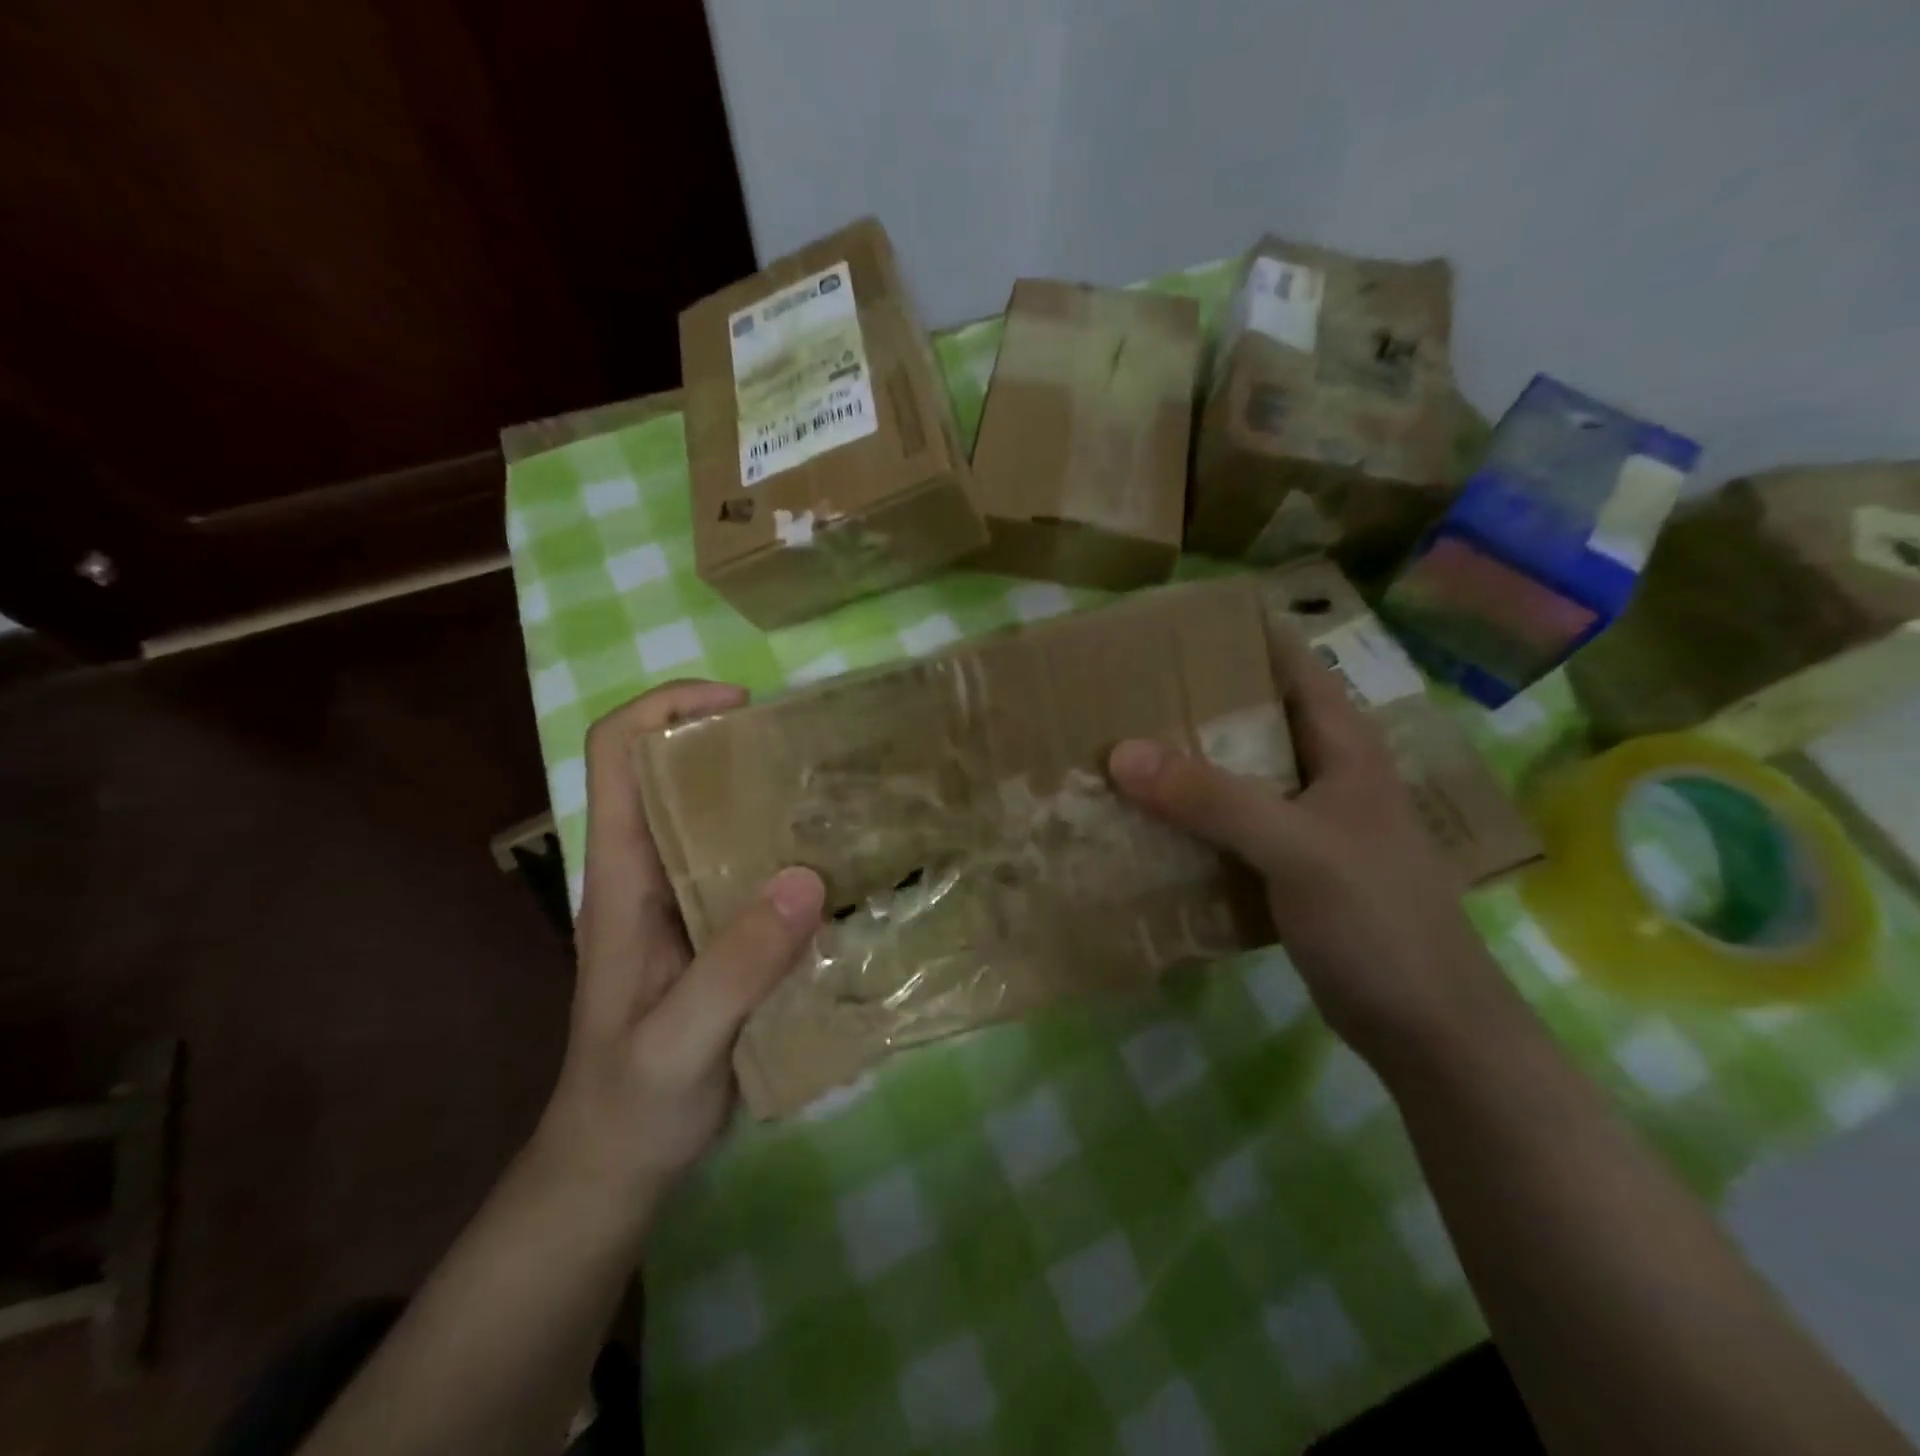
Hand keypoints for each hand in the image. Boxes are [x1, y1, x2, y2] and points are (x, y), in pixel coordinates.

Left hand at [532, 681, 823, 1225]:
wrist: (614, 1164)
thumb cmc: (631, 1104)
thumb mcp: (679, 1043)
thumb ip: (735, 969)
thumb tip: (806, 879)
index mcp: (622, 878)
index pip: (617, 755)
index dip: (666, 706)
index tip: (741, 705)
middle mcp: (649, 872)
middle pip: (672, 769)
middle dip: (733, 739)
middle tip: (812, 748)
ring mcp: (681, 899)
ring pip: (713, 814)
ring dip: (765, 790)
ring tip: (837, 793)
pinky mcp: (712, 928)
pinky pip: (746, 862)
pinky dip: (785, 844)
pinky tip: (836, 863)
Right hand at [1107, 621, 1518, 1072]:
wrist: (1426, 1025)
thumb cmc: (1376, 918)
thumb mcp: (1294, 847)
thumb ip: (1211, 798)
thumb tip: (1120, 752)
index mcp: (1342, 745)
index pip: (1290, 664)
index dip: (1239, 636)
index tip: (1172, 625)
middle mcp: (1325, 773)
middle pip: (1254, 717)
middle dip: (1195, 702)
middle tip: (1124, 689)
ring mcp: (1308, 823)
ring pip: (1238, 775)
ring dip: (1188, 764)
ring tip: (1120, 746)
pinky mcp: (1290, 868)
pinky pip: (1231, 827)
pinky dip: (1192, 818)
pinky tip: (1147, 821)